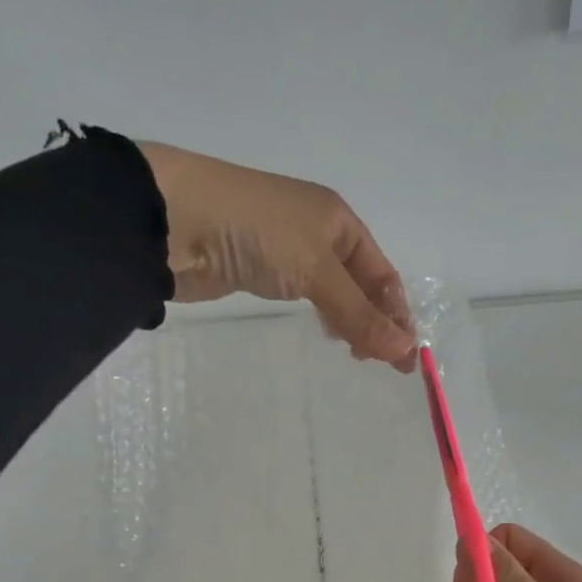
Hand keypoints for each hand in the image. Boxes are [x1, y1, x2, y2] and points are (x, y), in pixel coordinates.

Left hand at [137, 142, 414, 369]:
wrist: (176, 219)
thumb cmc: (256, 233)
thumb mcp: (316, 271)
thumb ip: (359, 314)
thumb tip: (405, 351)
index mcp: (339, 220)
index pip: (382, 273)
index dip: (397, 315)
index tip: (405, 359)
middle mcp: (318, 230)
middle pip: (361, 283)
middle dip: (376, 320)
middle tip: (377, 362)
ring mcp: (287, 249)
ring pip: (334, 290)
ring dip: (350, 320)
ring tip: (355, 353)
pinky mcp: (259, 268)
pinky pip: (305, 294)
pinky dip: (323, 315)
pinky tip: (325, 331)